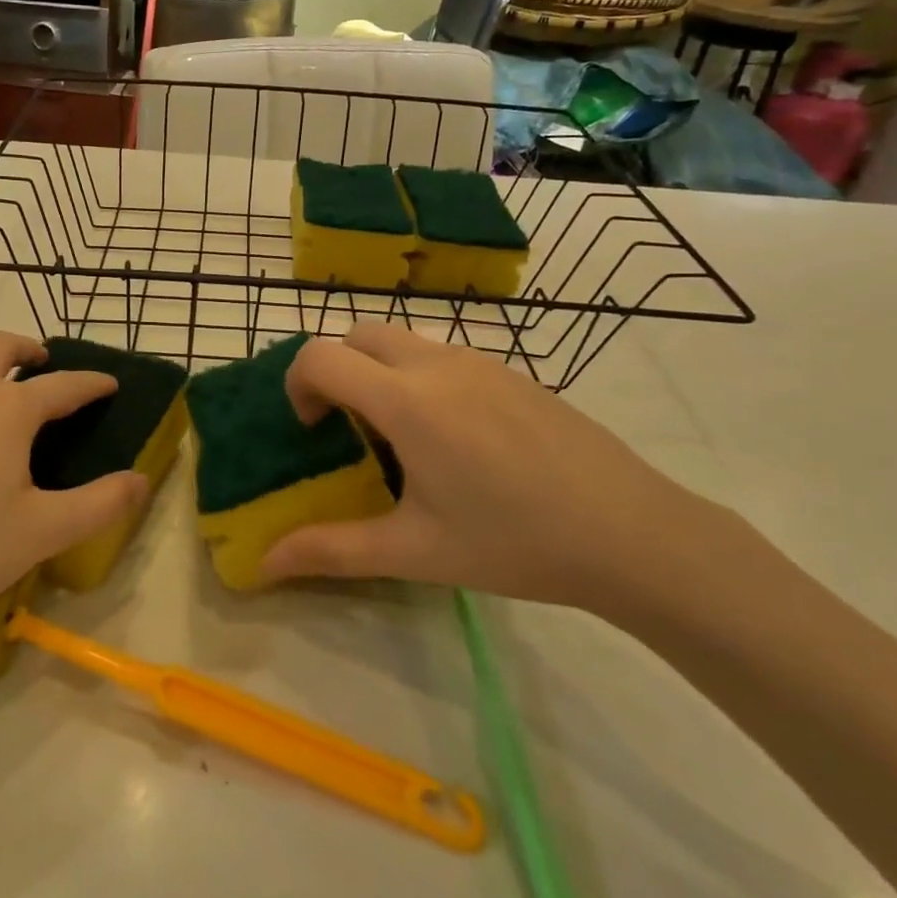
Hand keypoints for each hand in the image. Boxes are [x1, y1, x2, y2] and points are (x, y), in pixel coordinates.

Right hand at [260, 324, 732, 617]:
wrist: (632, 533)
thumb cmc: (514, 542)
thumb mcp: (415, 551)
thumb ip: (332, 551)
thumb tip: (263, 564)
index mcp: (406, 401)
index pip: (321, 356)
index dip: (299, 385)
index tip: (313, 431)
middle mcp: (437, 364)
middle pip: (358, 333)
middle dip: (335, 368)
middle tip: (346, 426)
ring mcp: (480, 361)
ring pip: (404, 340)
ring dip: (378, 370)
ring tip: (400, 435)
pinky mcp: (512, 371)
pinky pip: (444, 355)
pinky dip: (420, 376)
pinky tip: (455, 439)